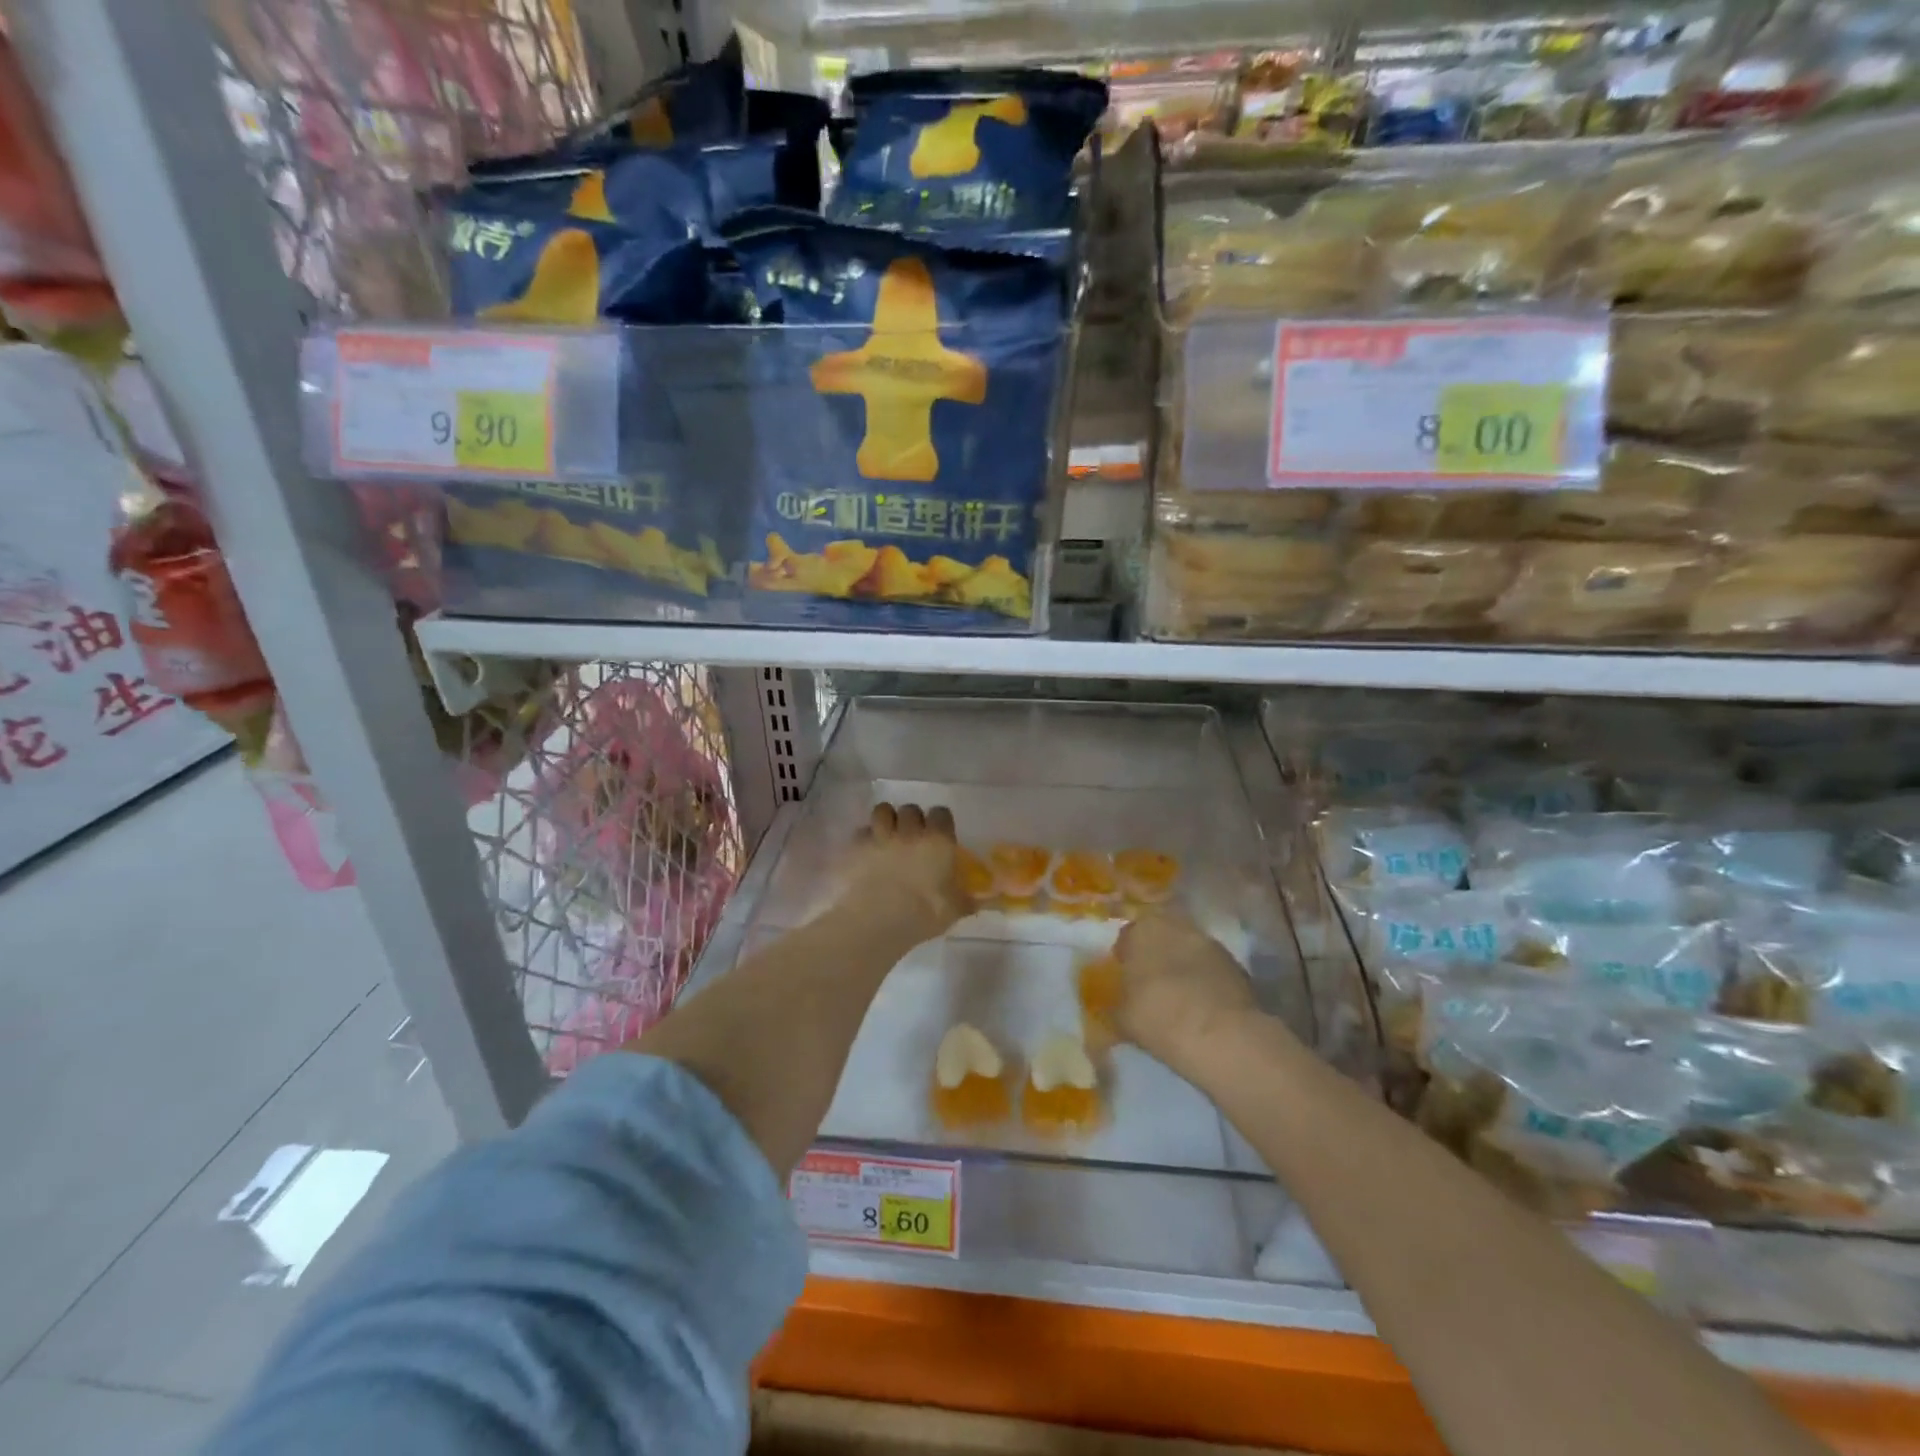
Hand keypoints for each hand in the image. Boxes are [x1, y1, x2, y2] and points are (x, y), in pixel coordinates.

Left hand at [835, 803, 971, 946]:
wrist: (878, 920)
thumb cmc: (924, 913)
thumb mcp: (955, 910)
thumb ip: (969, 899)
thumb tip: (989, 900)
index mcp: (938, 841)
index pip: (941, 813)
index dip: (940, 822)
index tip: (939, 834)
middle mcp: (910, 831)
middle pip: (911, 808)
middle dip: (912, 819)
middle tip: (912, 837)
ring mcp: (880, 836)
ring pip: (882, 810)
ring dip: (886, 819)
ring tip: (887, 835)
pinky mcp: (856, 846)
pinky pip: (861, 831)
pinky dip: (865, 838)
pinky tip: (867, 851)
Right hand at [1111, 908, 1259, 1071]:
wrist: (1222, 1035)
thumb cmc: (1159, 1017)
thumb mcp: (1122, 1018)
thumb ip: (1117, 1004)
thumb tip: (1118, 1006)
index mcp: (1141, 931)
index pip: (1127, 938)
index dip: (1126, 959)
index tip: (1126, 981)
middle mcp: (1175, 926)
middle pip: (1160, 938)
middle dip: (1156, 956)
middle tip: (1152, 986)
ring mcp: (1210, 943)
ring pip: (1188, 951)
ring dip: (1183, 967)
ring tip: (1180, 998)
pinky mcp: (1236, 964)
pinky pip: (1211, 969)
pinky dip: (1206, 981)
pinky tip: (1203, 1007)